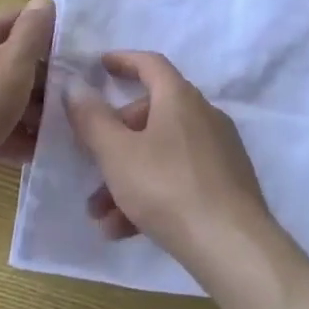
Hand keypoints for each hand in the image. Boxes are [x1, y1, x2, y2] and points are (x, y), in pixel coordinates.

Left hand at [0, 0, 53, 219]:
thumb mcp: (13, 63)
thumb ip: (33, 31)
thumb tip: (44, 0)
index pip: (15, 20)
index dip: (46, 34)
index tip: (74, 56)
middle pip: (9, 59)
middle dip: (41, 78)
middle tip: (70, 98)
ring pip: (1, 95)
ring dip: (30, 110)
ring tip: (59, 128)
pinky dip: (12, 133)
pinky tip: (37, 151)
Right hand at [64, 51, 272, 273]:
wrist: (233, 246)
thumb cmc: (168, 188)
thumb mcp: (117, 154)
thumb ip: (92, 119)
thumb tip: (74, 85)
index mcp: (179, 98)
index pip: (150, 64)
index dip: (123, 61)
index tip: (100, 66)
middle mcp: (203, 115)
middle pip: (151, 115)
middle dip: (114, 141)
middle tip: (90, 165)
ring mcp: (218, 151)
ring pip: (161, 153)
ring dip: (127, 177)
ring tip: (100, 216)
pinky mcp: (226, 184)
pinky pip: (179, 178)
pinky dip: (151, 195)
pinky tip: (125, 231)